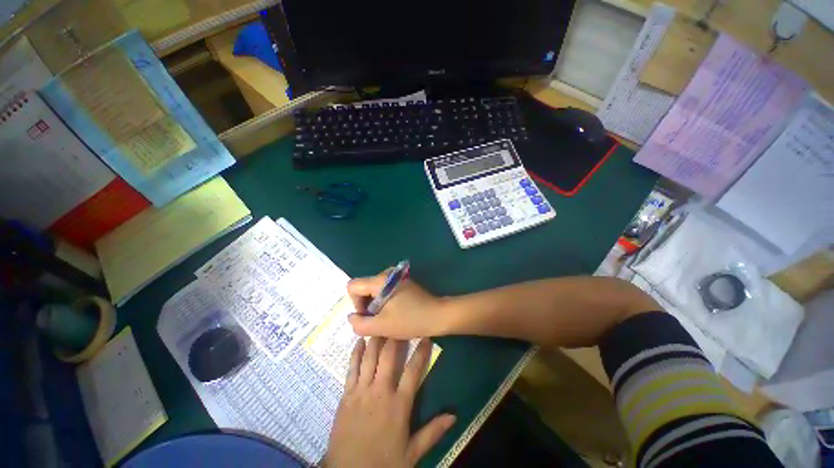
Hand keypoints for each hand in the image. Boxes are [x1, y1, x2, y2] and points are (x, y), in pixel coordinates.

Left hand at [324, 337, 454, 467]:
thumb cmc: (384, 463)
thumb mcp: (412, 453)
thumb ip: (433, 431)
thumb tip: (454, 415)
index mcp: (399, 404)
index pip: (414, 371)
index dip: (421, 352)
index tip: (426, 337)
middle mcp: (381, 391)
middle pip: (390, 357)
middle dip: (395, 337)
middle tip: (399, 322)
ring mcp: (362, 391)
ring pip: (370, 357)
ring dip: (376, 340)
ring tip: (381, 324)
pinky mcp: (347, 395)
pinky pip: (352, 368)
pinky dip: (356, 353)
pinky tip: (359, 341)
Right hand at [347, 271, 444, 338]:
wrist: (438, 315)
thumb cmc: (410, 320)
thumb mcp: (382, 326)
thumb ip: (360, 324)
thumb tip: (351, 317)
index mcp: (380, 280)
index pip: (353, 286)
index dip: (355, 303)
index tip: (368, 316)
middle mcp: (386, 274)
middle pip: (364, 288)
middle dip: (366, 306)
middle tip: (379, 321)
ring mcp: (396, 277)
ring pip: (374, 291)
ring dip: (376, 306)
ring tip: (387, 318)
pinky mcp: (402, 283)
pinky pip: (384, 291)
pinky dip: (384, 303)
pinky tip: (395, 313)